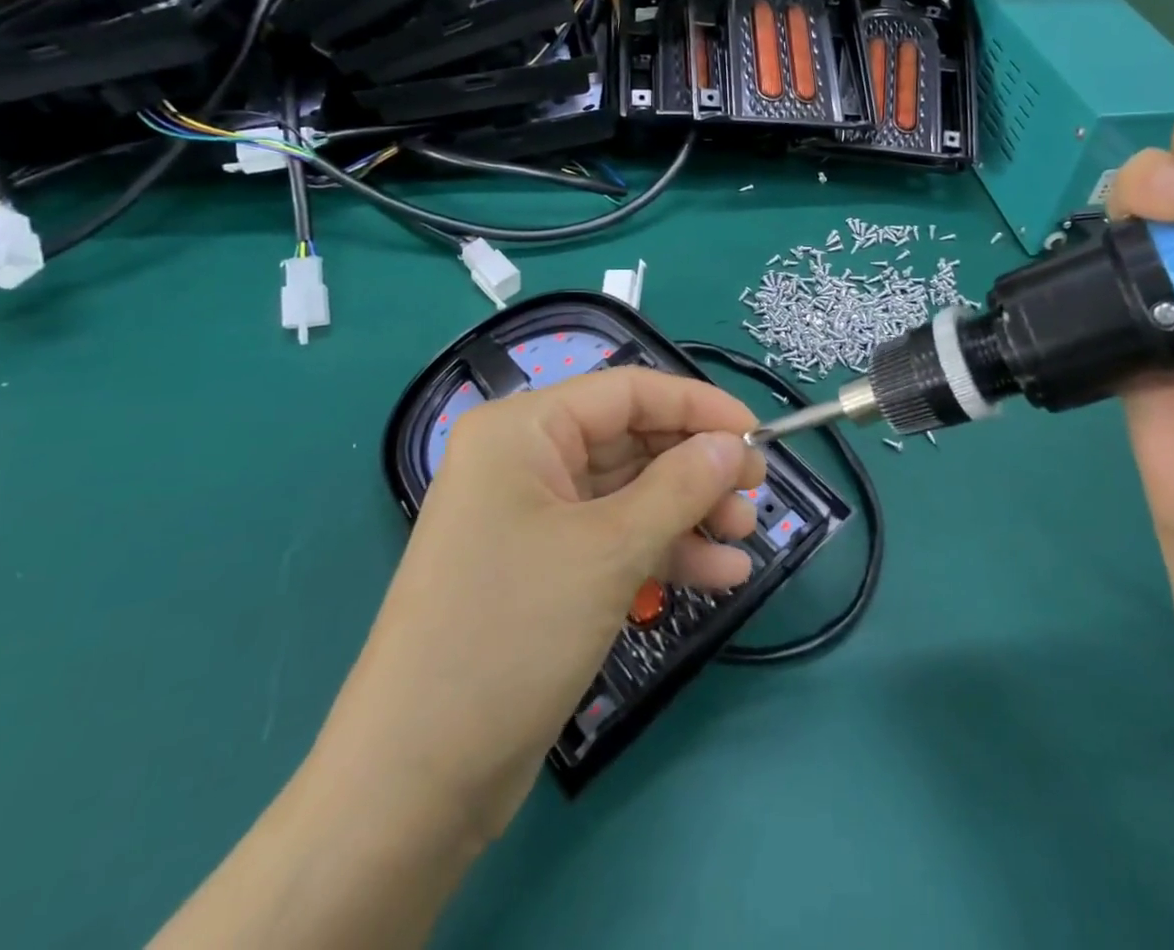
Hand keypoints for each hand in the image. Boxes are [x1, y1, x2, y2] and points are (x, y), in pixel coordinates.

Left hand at [319, 368, 763, 839]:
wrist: (415, 782)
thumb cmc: (511, 632)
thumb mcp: (608, 549)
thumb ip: (680, 486)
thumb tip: (733, 444)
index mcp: (523, 430)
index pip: (627, 392)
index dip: (697, 405)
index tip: (757, 432)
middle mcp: (525, 461)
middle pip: (632, 441)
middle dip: (697, 466)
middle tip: (756, 492)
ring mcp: (534, 518)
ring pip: (631, 493)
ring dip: (690, 512)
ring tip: (745, 537)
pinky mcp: (545, 570)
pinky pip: (617, 539)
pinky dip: (667, 552)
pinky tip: (721, 574)